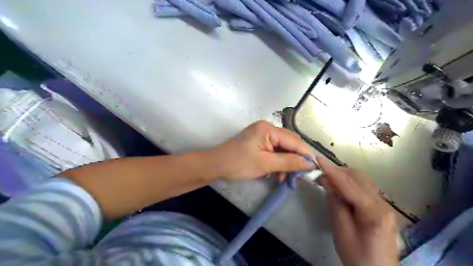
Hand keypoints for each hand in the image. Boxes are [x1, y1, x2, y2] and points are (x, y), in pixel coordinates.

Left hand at [208, 119, 312, 178]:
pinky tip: (277, 173)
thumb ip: (289, 162)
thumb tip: (310, 163)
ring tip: (284, 178)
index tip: (313, 169)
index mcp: (268, 129)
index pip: (293, 141)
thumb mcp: (265, 164)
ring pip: (283, 148)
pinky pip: (274, 150)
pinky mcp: (259, 141)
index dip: (305, 154)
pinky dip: (278, 161)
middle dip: (295, 159)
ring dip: (286, 162)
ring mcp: (262, 134)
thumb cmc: (238, 163)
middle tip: (297, 176)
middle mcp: (267, 128)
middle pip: (289, 143)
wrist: (216, 165)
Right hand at [318, 157, 397, 265]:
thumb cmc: (357, 256)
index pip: (349, 185)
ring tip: (329, 182)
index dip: (332, 171)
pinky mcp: (381, 208)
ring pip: (362, 181)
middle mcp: (382, 204)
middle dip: (338, 173)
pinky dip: (350, 184)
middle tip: (321, 177)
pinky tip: (341, 190)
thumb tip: (327, 183)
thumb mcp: (341, 231)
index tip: (319, 159)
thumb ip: (335, 204)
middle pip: (358, 178)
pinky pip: (364, 188)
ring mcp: (384, 205)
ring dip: (344, 177)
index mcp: (373, 212)